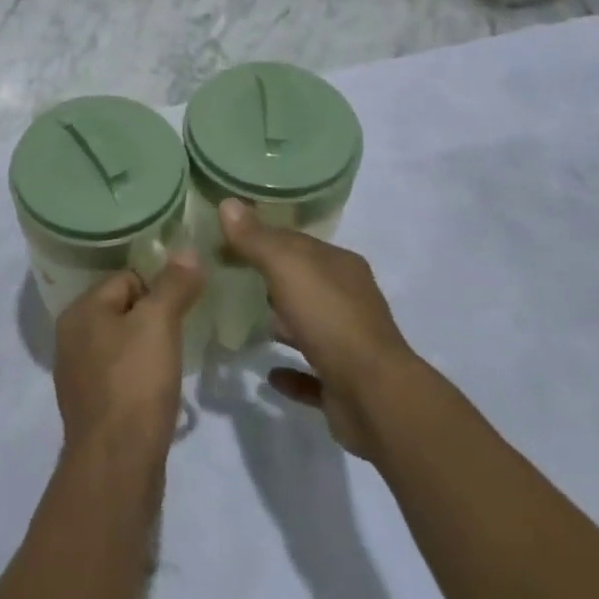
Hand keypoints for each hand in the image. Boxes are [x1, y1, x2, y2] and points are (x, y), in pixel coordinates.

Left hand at [53, 254, 204, 462]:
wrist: (116, 467)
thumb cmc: (134, 383)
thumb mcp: (159, 324)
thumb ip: (174, 284)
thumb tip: (188, 250)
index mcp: (79, 311)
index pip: (126, 278)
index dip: (158, 290)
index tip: (183, 308)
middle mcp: (71, 338)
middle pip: (123, 310)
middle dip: (153, 319)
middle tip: (181, 335)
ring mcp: (78, 375)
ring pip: (122, 345)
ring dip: (148, 350)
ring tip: (173, 364)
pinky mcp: (92, 408)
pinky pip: (120, 377)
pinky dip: (140, 379)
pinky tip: (158, 393)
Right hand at [219, 200, 418, 459]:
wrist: (374, 395)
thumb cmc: (329, 318)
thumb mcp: (287, 267)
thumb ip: (256, 238)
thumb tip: (227, 203)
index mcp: (340, 266)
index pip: (295, 241)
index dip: (259, 238)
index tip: (224, 242)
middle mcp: (349, 298)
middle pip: (302, 280)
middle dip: (269, 278)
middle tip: (228, 277)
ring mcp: (349, 343)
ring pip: (309, 324)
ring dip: (281, 322)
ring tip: (243, 320)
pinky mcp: (344, 383)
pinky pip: (311, 372)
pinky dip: (291, 370)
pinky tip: (269, 373)